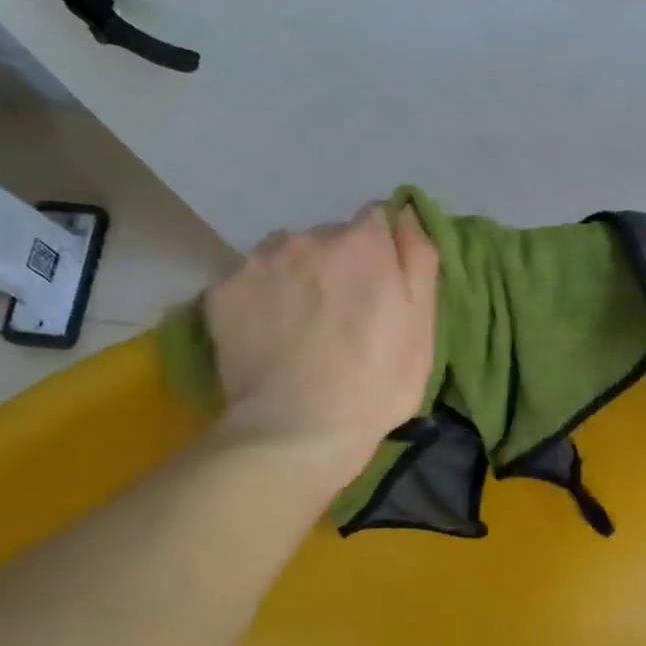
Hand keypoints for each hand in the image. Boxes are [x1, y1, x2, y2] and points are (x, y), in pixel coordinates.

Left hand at [202, 203, 437, 481]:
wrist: (297, 431)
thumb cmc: (375, 385)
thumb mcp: (423, 329)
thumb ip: (418, 261)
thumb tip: (406, 214)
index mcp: (362, 244)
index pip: (377, 219)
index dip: (382, 253)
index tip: (382, 288)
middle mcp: (307, 238)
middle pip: (330, 238)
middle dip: (339, 265)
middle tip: (342, 317)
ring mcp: (258, 262)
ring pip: (287, 255)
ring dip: (298, 276)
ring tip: (301, 326)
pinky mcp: (222, 291)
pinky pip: (250, 280)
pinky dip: (262, 298)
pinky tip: (269, 335)